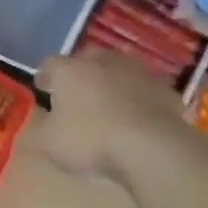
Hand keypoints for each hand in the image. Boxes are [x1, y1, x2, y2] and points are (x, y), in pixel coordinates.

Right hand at [34, 50, 188, 181]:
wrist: (152, 147)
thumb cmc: (92, 141)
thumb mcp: (51, 144)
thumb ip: (43, 127)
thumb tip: (46, 119)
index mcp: (70, 70)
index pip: (50, 64)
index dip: (45, 76)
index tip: (43, 88)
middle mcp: (102, 61)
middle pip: (87, 60)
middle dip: (81, 74)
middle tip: (77, 94)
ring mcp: (137, 71)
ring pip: (118, 71)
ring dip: (112, 83)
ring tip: (109, 105)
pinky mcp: (165, 87)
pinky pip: (144, 89)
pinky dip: (138, 99)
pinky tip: (137, 118)